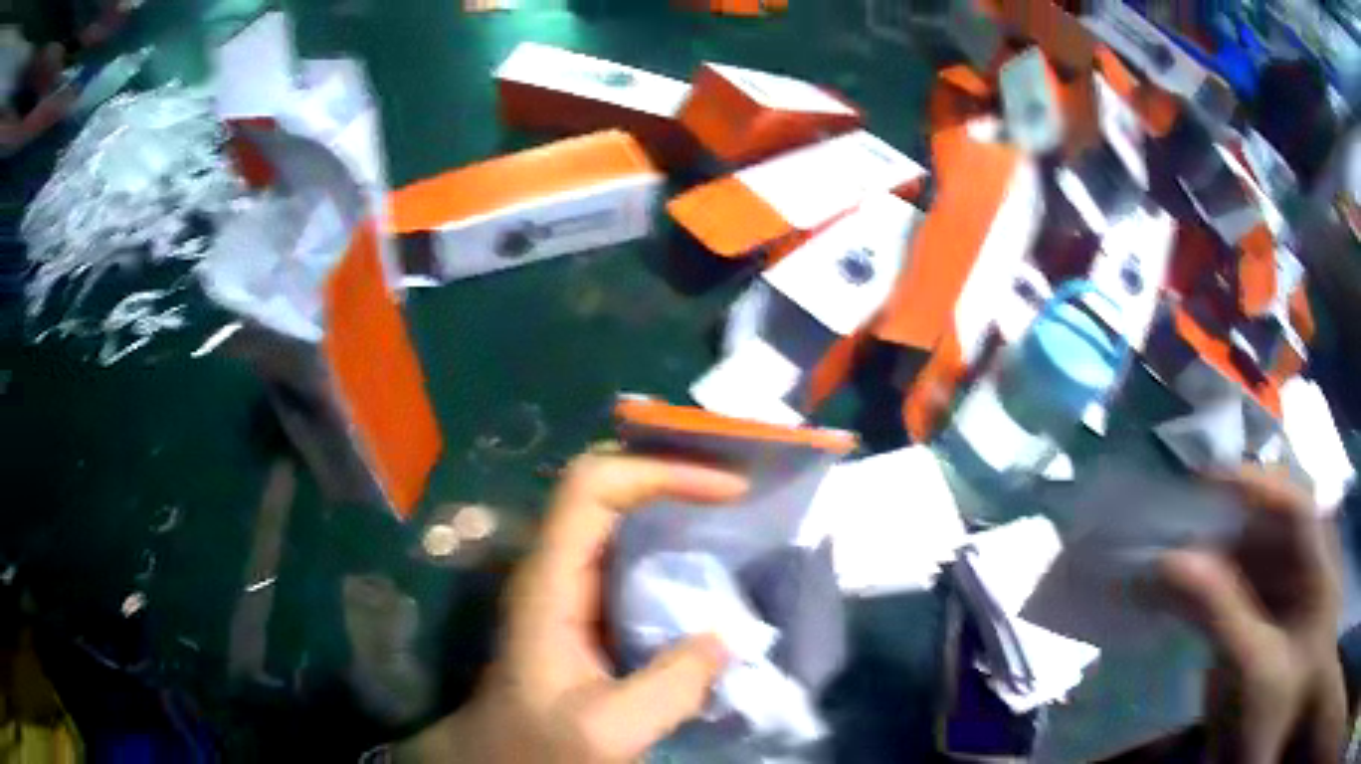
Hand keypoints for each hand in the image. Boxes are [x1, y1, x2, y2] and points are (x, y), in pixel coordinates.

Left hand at [398, 452, 746, 762]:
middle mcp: (556, 570)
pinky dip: (674, 549)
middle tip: (741, 493)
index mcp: (549, 582)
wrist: (504, 758)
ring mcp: (569, 589)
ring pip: (620, 519)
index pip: (592, 487)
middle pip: (607, 489)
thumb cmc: (539, 742)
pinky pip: (632, 558)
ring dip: (676, 509)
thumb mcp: (606, 729)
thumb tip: (726, 637)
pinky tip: (712, 573)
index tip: (727, 491)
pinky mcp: (586, 611)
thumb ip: (669, 689)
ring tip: (738, 520)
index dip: (657, 472)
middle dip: (673, 478)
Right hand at [1160, 467, 1346, 763]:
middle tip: (1180, 529)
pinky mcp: (1269, 630)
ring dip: (1216, 565)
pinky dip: (1215, 596)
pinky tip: (1185, 599)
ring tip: (1172, 567)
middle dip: (1228, 528)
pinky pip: (1245, 598)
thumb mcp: (1253, 670)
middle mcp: (1310, 574)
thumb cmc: (1272, 717)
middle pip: (1274, 532)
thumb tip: (1172, 559)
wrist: (1262, 760)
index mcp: (1320, 572)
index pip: (1295, 506)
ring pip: (1256, 565)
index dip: (1255, 486)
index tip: (1204, 481)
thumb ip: (1221, 613)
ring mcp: (1290, 605)